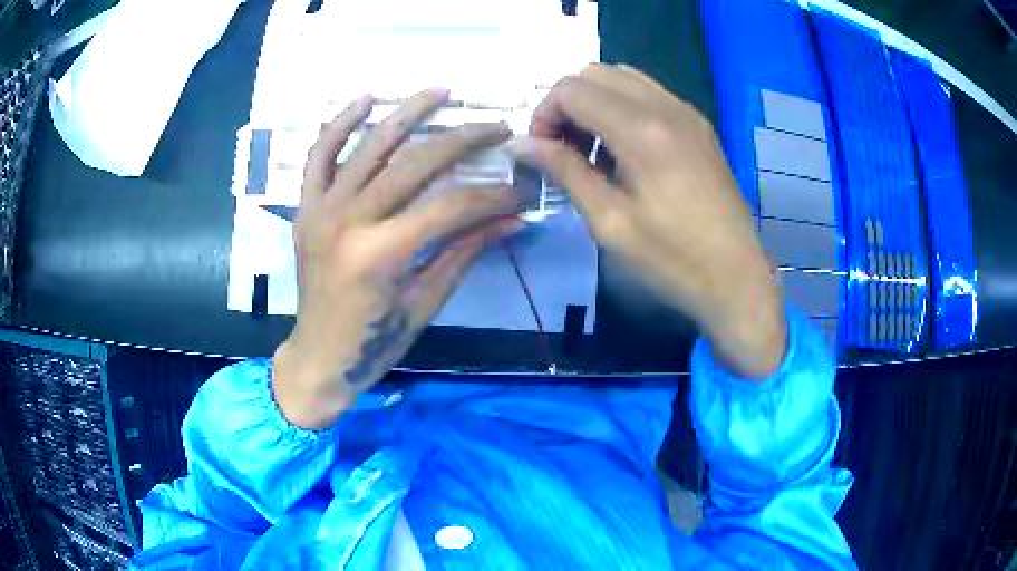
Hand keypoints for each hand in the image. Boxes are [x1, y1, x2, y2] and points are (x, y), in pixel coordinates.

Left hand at [273, 89, 524, 428]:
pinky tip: (365, 99)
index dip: (491, 196)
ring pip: (369, 146)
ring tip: (441, 90)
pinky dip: (340, 125)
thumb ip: (464, 252)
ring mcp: (321, 209)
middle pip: (414, 164)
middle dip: (463, 141)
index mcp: (379, 255)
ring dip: (408, 113)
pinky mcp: (306, 207)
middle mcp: (347, 221)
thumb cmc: (373, 343)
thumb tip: (511, 220)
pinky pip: (319, 157)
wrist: (317, 357)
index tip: (520, 190)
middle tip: (497, 127)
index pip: (449, 207)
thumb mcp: (425, 302)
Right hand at [510, 65, 785, 378]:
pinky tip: (624, 150)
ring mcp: (687, 112)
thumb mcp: (609, 222)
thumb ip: (565, 171)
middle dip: (567, 104)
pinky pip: (649, 94)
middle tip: (563, 149)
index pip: (571, 90)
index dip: (544, 114)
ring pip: (622, 78)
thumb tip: (523, 144)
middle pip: (595, 73)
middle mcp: (665, 106)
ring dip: (595, 103)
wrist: (737, 278)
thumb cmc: (673, 260)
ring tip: (593, 150)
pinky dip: (623, 108)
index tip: (542, 152)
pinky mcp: (699, 125)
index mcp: (641, 130)